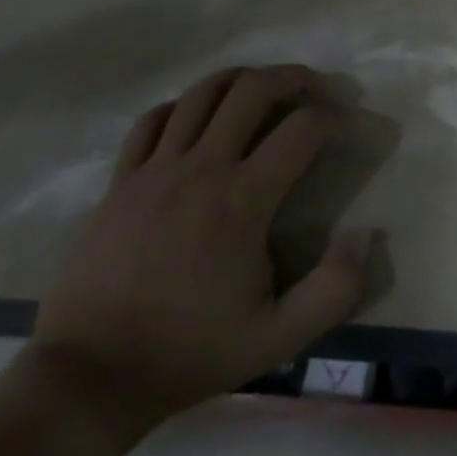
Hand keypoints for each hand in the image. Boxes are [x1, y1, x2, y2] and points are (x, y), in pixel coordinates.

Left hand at [20, 65, 376, 455]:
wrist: (89, 378)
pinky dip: (184, 106)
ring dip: (241, 79)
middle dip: (293, 77)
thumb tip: (367, 233)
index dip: (335, 118)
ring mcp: (153, 171)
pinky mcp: (119, 182)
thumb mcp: (280, 338)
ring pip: (201, 94)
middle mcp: (200, 170)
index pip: (302, 130)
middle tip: (315, 87)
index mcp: (243, 201)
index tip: (349, 128)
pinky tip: (197, 118)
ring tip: (263, 88)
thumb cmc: (190, 353)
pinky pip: (153, 120)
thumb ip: (336, 287)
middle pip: (252, 90)